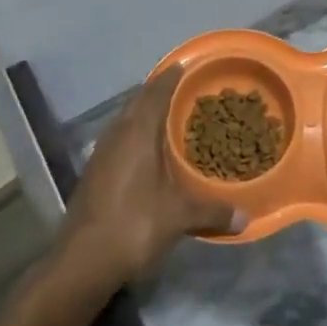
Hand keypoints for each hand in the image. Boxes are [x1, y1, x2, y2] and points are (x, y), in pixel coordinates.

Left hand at [58, 67, 243, 288]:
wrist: (81, 261)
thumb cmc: (134, 225)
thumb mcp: (179, 217)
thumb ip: (212, 211)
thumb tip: (245, 217)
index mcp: (137, 133)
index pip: (155, 92)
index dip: (171, 77)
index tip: (185, 64)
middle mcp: (117, 134)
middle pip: (138, 101)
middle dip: (158, 92)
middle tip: (182, 89)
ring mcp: (101, 153)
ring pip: (125, 120)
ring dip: (144, 113)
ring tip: (168, 115)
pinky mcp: (93, 172)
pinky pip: (118, 139)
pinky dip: (134, 134)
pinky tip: (147, 151)